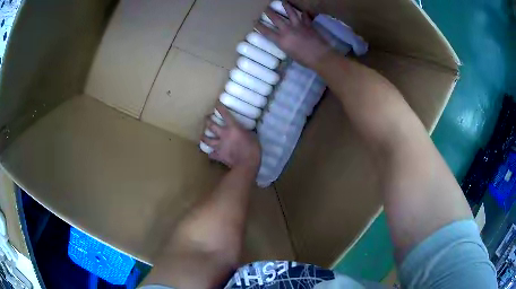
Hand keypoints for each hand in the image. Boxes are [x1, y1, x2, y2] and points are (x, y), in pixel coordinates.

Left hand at [201, 103, 260, 171]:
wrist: (246, 164)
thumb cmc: (253, 149)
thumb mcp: (252, 136)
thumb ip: (246, 132)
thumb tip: (246, 130)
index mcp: (233, 128)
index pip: (225, 114)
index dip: (220, 108)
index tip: (216, 104)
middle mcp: (223, 134)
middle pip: (211, 125)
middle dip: (207, 120)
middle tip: (206, 118)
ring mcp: (219, 145)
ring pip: (207, 140)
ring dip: (204, 137)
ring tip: (202, 136)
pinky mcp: (218, 155)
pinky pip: (211, 154)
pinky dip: (210, 154)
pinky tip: (210, 153)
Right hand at [255, 2, 331, 68]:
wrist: (320, 56)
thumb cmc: (304, 60)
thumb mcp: (290, 54)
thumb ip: (286, 45)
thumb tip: (285, 41)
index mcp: (281, 40)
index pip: (267, 32)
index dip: (259, 26)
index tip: (254, 22)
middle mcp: (288, 30)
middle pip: (276, 19)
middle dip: (269, 12)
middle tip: (266, 8)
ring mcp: (298, 26)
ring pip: (291, 13)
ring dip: (286, 6)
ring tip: (284, 1)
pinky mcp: (308, 25)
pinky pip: (305, 17)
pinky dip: (304, 14)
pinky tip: (304, 11)